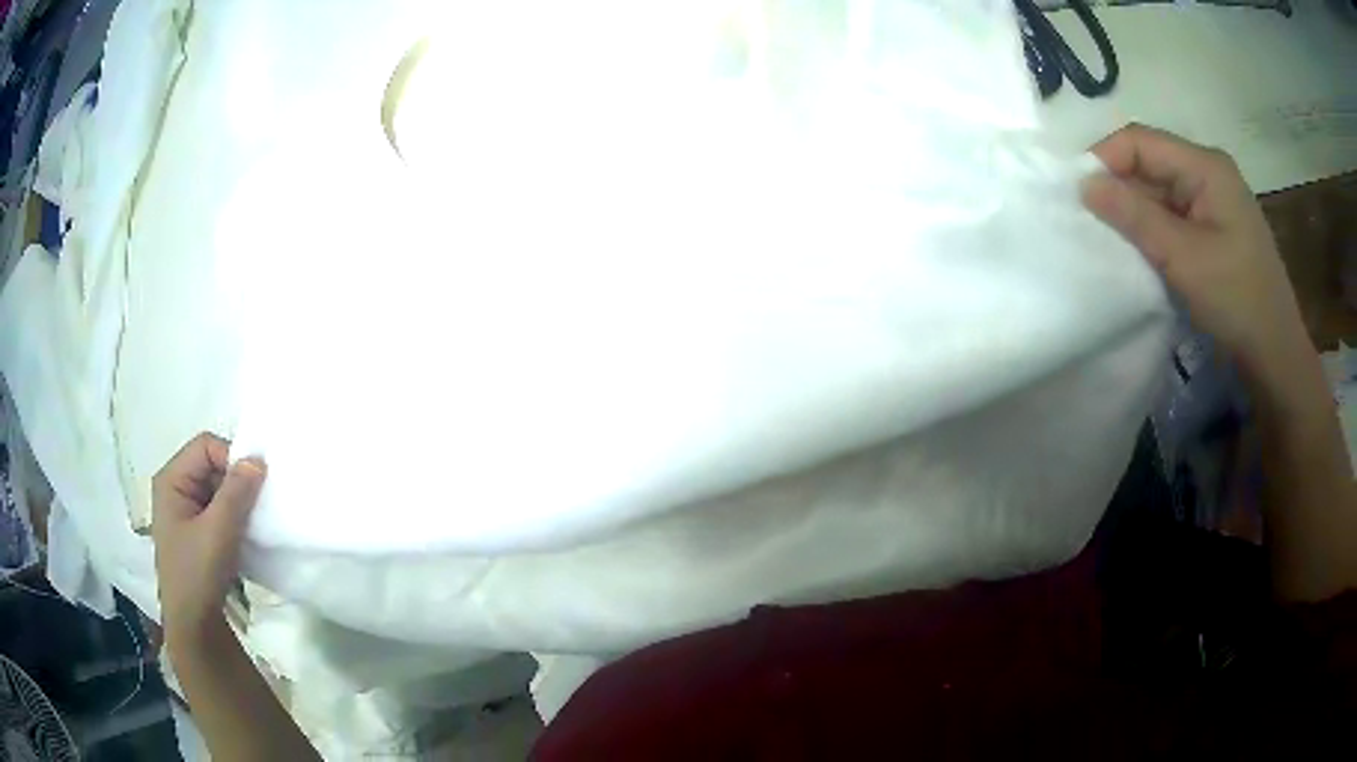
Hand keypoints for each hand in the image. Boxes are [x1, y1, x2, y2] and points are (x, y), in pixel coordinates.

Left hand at [151, 433, 265, 648]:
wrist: (194, 627)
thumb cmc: (197, 575)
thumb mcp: (218, 532)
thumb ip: (236, 493)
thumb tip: (258, 458)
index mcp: (171, 479)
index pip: (206, 447)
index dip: (232, 459)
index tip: (256, 486)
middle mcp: (175, 487)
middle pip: (212, 465)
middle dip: (237, 482)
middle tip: (257, 507)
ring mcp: (185, 510)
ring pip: (218, 488)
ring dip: (238, 502)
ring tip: (253, 522)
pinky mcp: (197, 530)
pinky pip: (219, 508)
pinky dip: (235, 516)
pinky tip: (246, 534)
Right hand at [1082, 124, 1308, 380]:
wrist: (1276, 356)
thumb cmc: (1237, 302)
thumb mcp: (1184, 259)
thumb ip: (1135, 216)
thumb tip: (1084, 183)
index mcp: (1206, 166)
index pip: (1141, 141)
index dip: (1105, 159)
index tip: (1077, 194)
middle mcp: (1209, 172)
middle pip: (1150, 162)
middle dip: (1119, 187)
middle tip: (1089, 221)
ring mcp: (1213, 200)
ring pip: (1160, 190)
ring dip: (1135, 211)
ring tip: (1110, 238)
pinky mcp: (1215, 227)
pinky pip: (1174, 214)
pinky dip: (1153, 228)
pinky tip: (1141, 249)